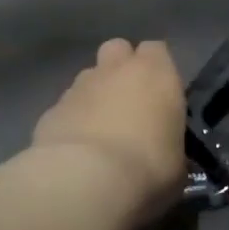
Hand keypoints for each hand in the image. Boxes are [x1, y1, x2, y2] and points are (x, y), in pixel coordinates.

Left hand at [32, 40, 185, 217]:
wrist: (84, 179)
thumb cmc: (147, 167)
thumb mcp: (177, 163)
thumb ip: (170, 145)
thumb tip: (164, 152)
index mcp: (154, 73)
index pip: (157, 50)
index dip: (157, 68)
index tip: (161, 93)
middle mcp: (115, 69)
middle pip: (118, 50)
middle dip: (122, 68)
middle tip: (129, 101)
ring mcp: (78, 86)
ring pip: (89, 77)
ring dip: (95, 95)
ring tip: (100, 130)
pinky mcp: (51, 109)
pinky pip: (66, 107)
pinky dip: (72, 120)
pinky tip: (76, 150)